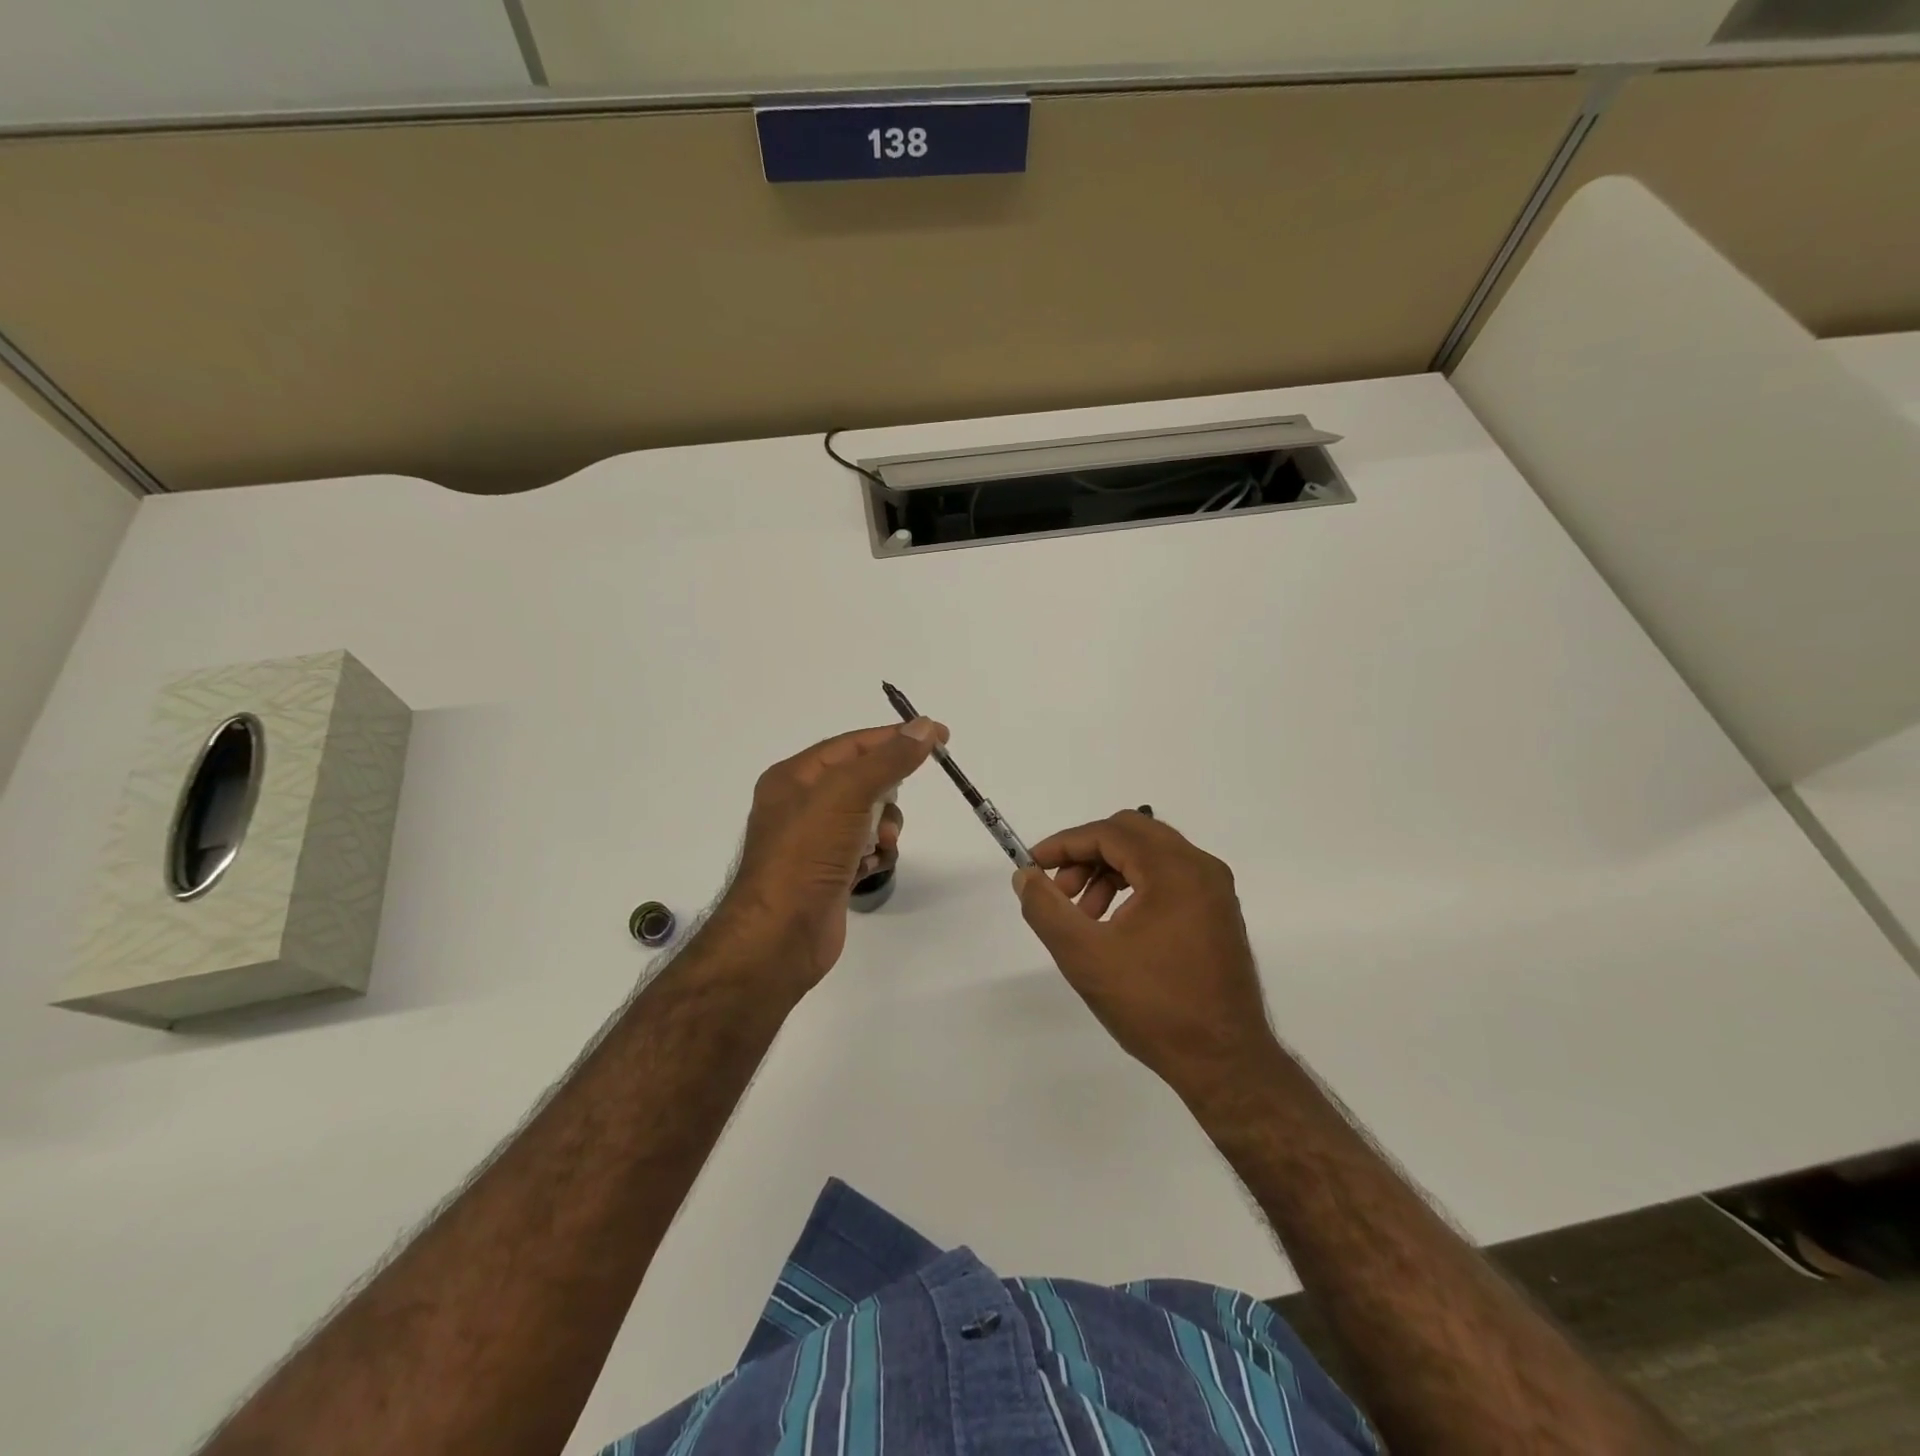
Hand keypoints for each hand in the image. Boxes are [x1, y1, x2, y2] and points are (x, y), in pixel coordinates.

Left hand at [720, 718, 947, 986]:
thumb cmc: (807, 855)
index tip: (940, 737)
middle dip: (887, 794)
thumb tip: (923, 727)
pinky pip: (867, 849)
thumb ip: (887, 759)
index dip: (895, 738)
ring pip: (870, 817)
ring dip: (885, 829)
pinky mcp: (829, 873)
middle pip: (864, 780)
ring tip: (880, 846)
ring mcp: (815, 842)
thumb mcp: (846, 794)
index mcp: (794, 777)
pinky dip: (876, 855)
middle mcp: (801, 805)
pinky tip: (869, 869)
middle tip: (892, 809)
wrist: (780, 936)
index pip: (853, 744)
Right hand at [1012, 810, 1277, 1094]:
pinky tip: (1113, 925)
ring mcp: (1214, 890)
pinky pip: (1167, 877)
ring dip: (1108, 872)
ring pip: (1149, 855)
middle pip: (1131, 833)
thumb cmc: (1153, 1006)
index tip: (1032, 866)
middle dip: (1086, 854)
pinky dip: (1133, 886)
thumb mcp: (1085, 956)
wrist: (1224, 1062)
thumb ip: (1047, 909)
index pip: (1109, 832)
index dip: (1064, 844)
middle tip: (1059, 891)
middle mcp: (1200, 867)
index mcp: (1174, 869)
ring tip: (1083, 916)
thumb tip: (1025, 876)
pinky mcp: (1217, 912)